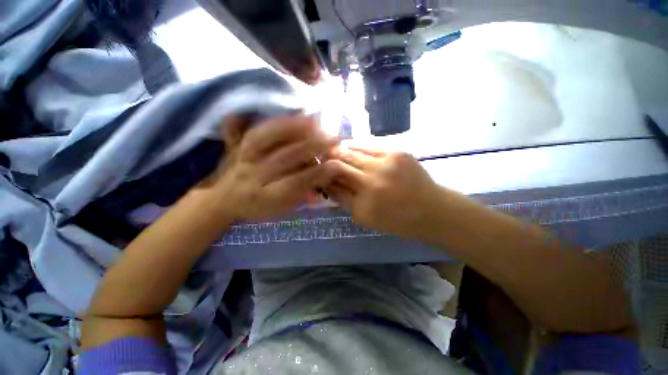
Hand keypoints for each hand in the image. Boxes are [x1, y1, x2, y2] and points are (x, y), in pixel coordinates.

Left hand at [205, 115, 339, 220]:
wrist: (224, 199)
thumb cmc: (258, 208)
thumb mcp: (280, 210)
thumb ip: (300, 198)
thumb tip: (320, 192)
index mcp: (265, 197)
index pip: (295, 184)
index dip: (317, 174)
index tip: (336, 164)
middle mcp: (252, 176)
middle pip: (284, 158)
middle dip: (312, 147)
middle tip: (333, 139)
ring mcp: (243, 158)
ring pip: (267, 140)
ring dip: (294, 129)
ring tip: (316, 122)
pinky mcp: (238, 146)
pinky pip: (257, 131)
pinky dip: (277, 123)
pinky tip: (294, 116)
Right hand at [327, 146, 445, 236]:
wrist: (431, 210)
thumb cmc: (396, 219)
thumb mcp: (364, 217)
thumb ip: (342, 199)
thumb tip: (326, 182)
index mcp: (366, 196)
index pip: (335, 175)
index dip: (324, 169)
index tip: (319, 169)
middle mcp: (375, 175)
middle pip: (343, 157)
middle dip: (331, 157)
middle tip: (325, 158)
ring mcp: (388, 159)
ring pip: (355, 147)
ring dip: (343, 150)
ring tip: (338, 152)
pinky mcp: (398, 151)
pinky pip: (371, 145)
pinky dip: (359, 147)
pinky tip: (356, 151)